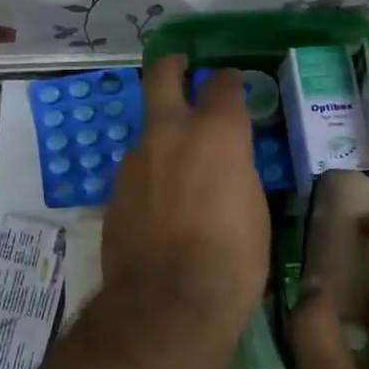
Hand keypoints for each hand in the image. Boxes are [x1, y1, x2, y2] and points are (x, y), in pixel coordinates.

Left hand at [98, 56, 269, 368]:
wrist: (167, 301)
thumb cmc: (232, 260)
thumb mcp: (254, 211)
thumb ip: (236, 174)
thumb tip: (226, 169)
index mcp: (216, 133)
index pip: (223, 86)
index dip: (229, 82)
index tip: (232, 83)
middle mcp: (170, 134)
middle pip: (162, 77)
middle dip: (172, 66)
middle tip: (180, 66)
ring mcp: (135, 160)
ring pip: (148, 131)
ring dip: (162, 137)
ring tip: (178, 165)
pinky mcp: (114, 190)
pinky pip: (137, 171)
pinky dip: (150, 176)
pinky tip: (160, 204)